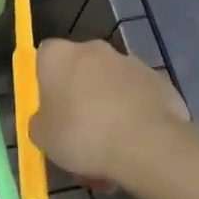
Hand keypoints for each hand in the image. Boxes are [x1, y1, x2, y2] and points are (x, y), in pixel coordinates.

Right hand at [30, 39, 189, 189]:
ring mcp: (129, 61)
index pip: (44, 58)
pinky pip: (137, 97)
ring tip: (111, 150)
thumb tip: (47, 119)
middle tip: (80, 134)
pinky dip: (133, 115)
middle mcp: (93, 48)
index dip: (46, 85)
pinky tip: (135, 145)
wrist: (147, 143)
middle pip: (80, 71)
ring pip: (110, 85)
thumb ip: (41, 123)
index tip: (51, 112)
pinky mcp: (158, 79)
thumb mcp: (43, 139)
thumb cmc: (83, 135)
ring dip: (108, 108)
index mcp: (58, 55)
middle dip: (80, 98)